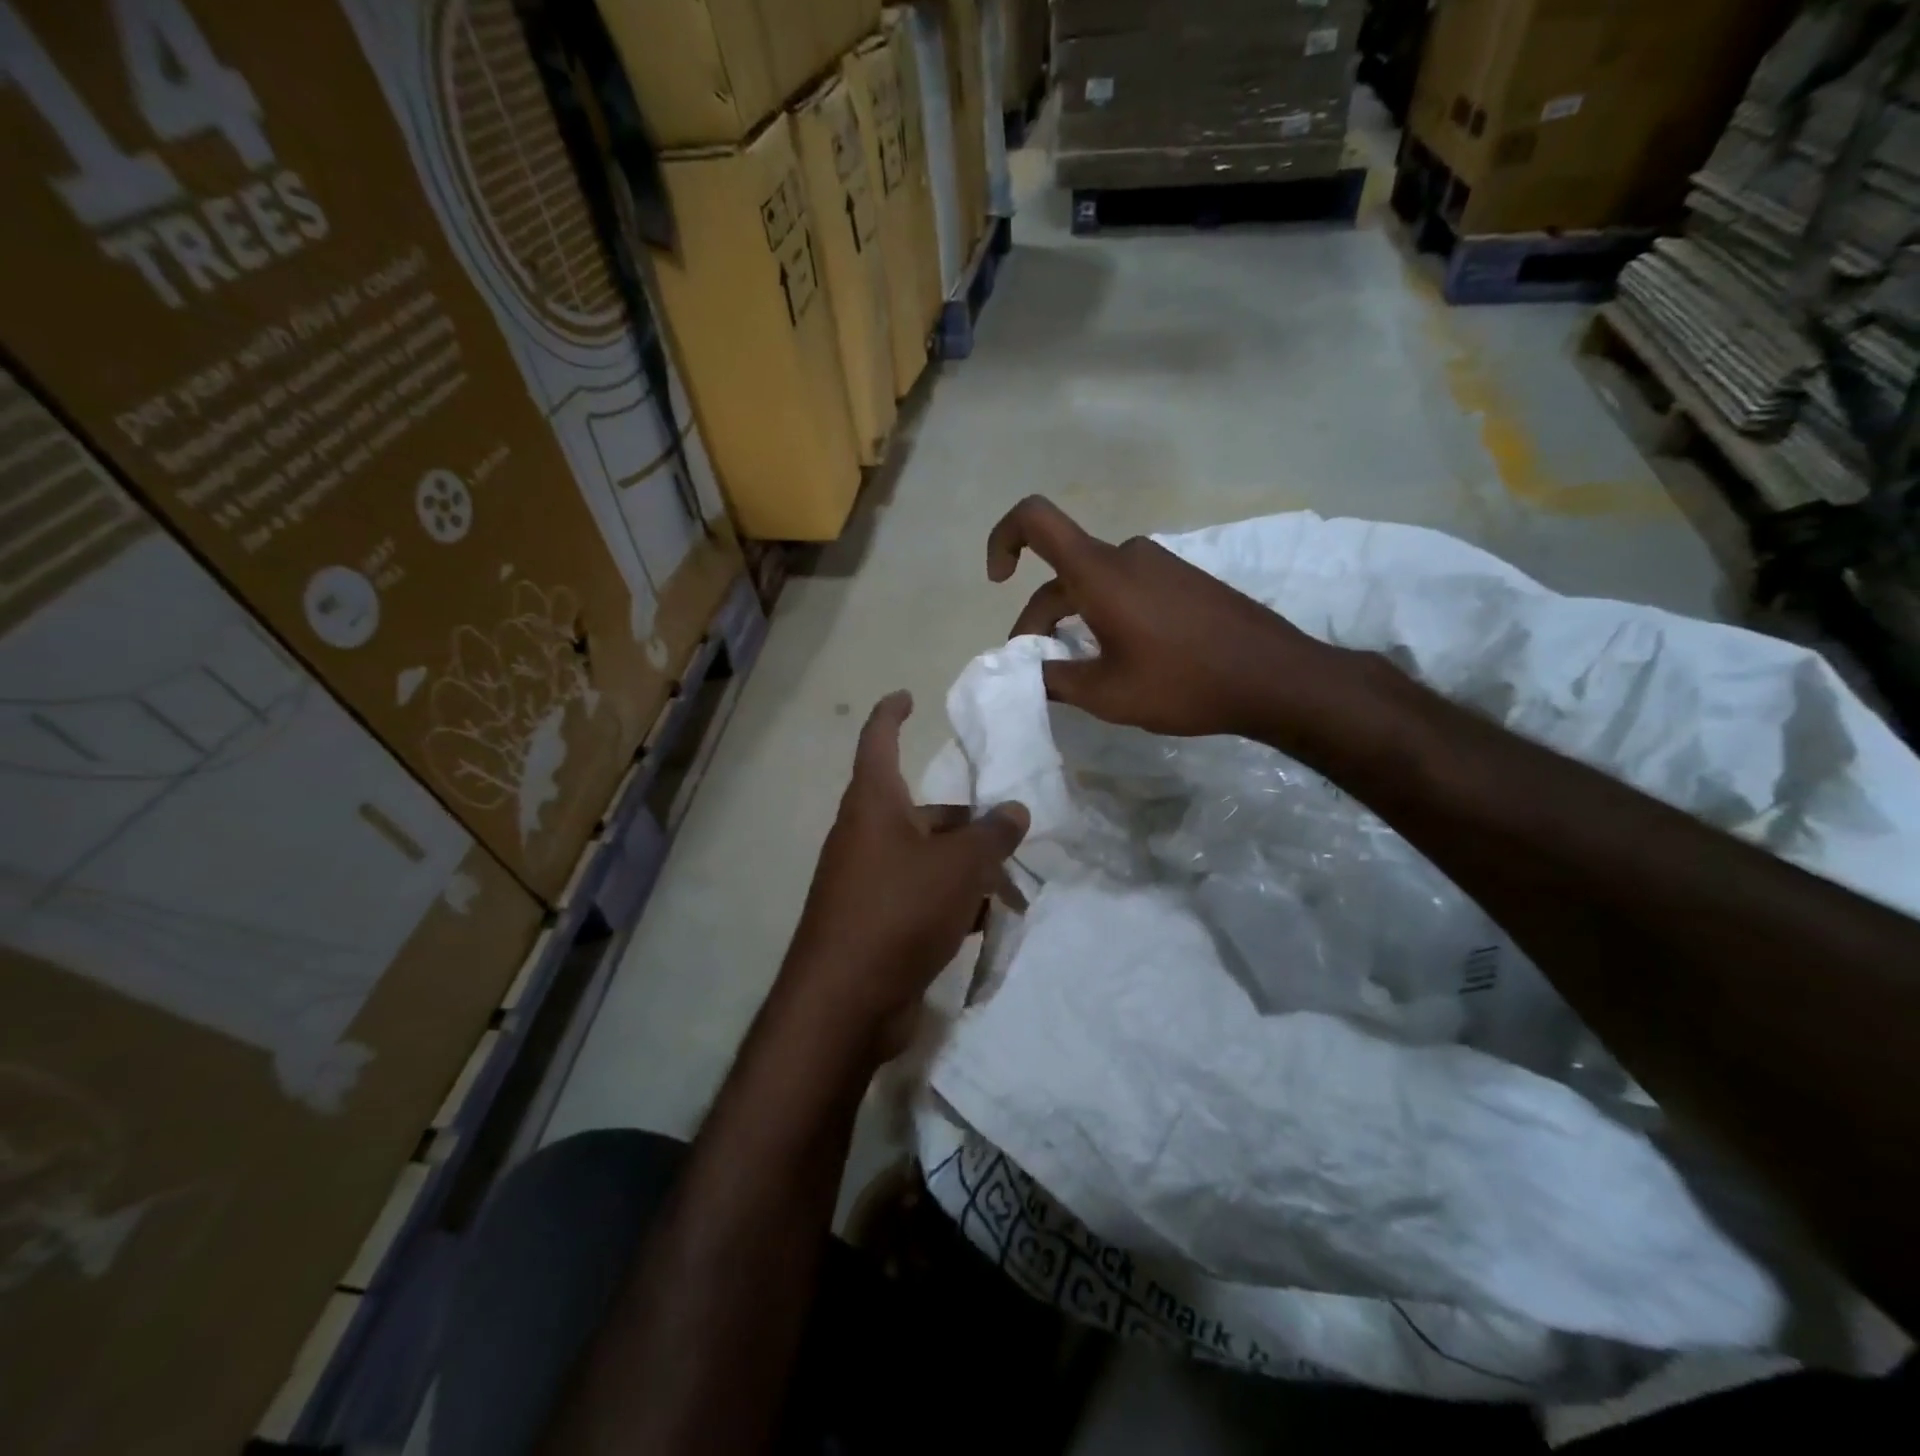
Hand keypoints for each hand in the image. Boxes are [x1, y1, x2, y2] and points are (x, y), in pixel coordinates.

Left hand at [777, 692, 1028, 1063]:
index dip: (891, 714)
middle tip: (1013, 832)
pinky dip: (952, 902)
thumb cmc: (898, 911)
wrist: (845, 1003)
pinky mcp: (875, 922)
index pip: (878, 741)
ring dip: (967, 868)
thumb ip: (992, 834)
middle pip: (922, 811)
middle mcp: (866, 835)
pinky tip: (987, 922)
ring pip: (927, 858)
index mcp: (874, 805)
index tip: (908, 696)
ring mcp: (867, 881)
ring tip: (1013, 886)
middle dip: (967, 821)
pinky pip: (920, 897)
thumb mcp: (959, 866)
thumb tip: (1014, 809)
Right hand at [986, 496, 1338, 742]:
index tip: (999, 580)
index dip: (1003, 538)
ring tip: (1080, 670)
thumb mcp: (1106, 694)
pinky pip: (1127, 587)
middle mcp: (1127, 554)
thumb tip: (1025, 673)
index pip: (1035, 519)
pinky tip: (1120, 657)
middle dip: (1040, 619)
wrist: (1276, 678)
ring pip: (1095, 583)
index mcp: (1100, 572)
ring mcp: (1160, 564)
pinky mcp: (1184, 579)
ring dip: (1074, 620)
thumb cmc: (1185, 683)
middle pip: (1062, 572)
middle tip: (1038, 669)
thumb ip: (1053, 680)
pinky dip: (1106, 615)